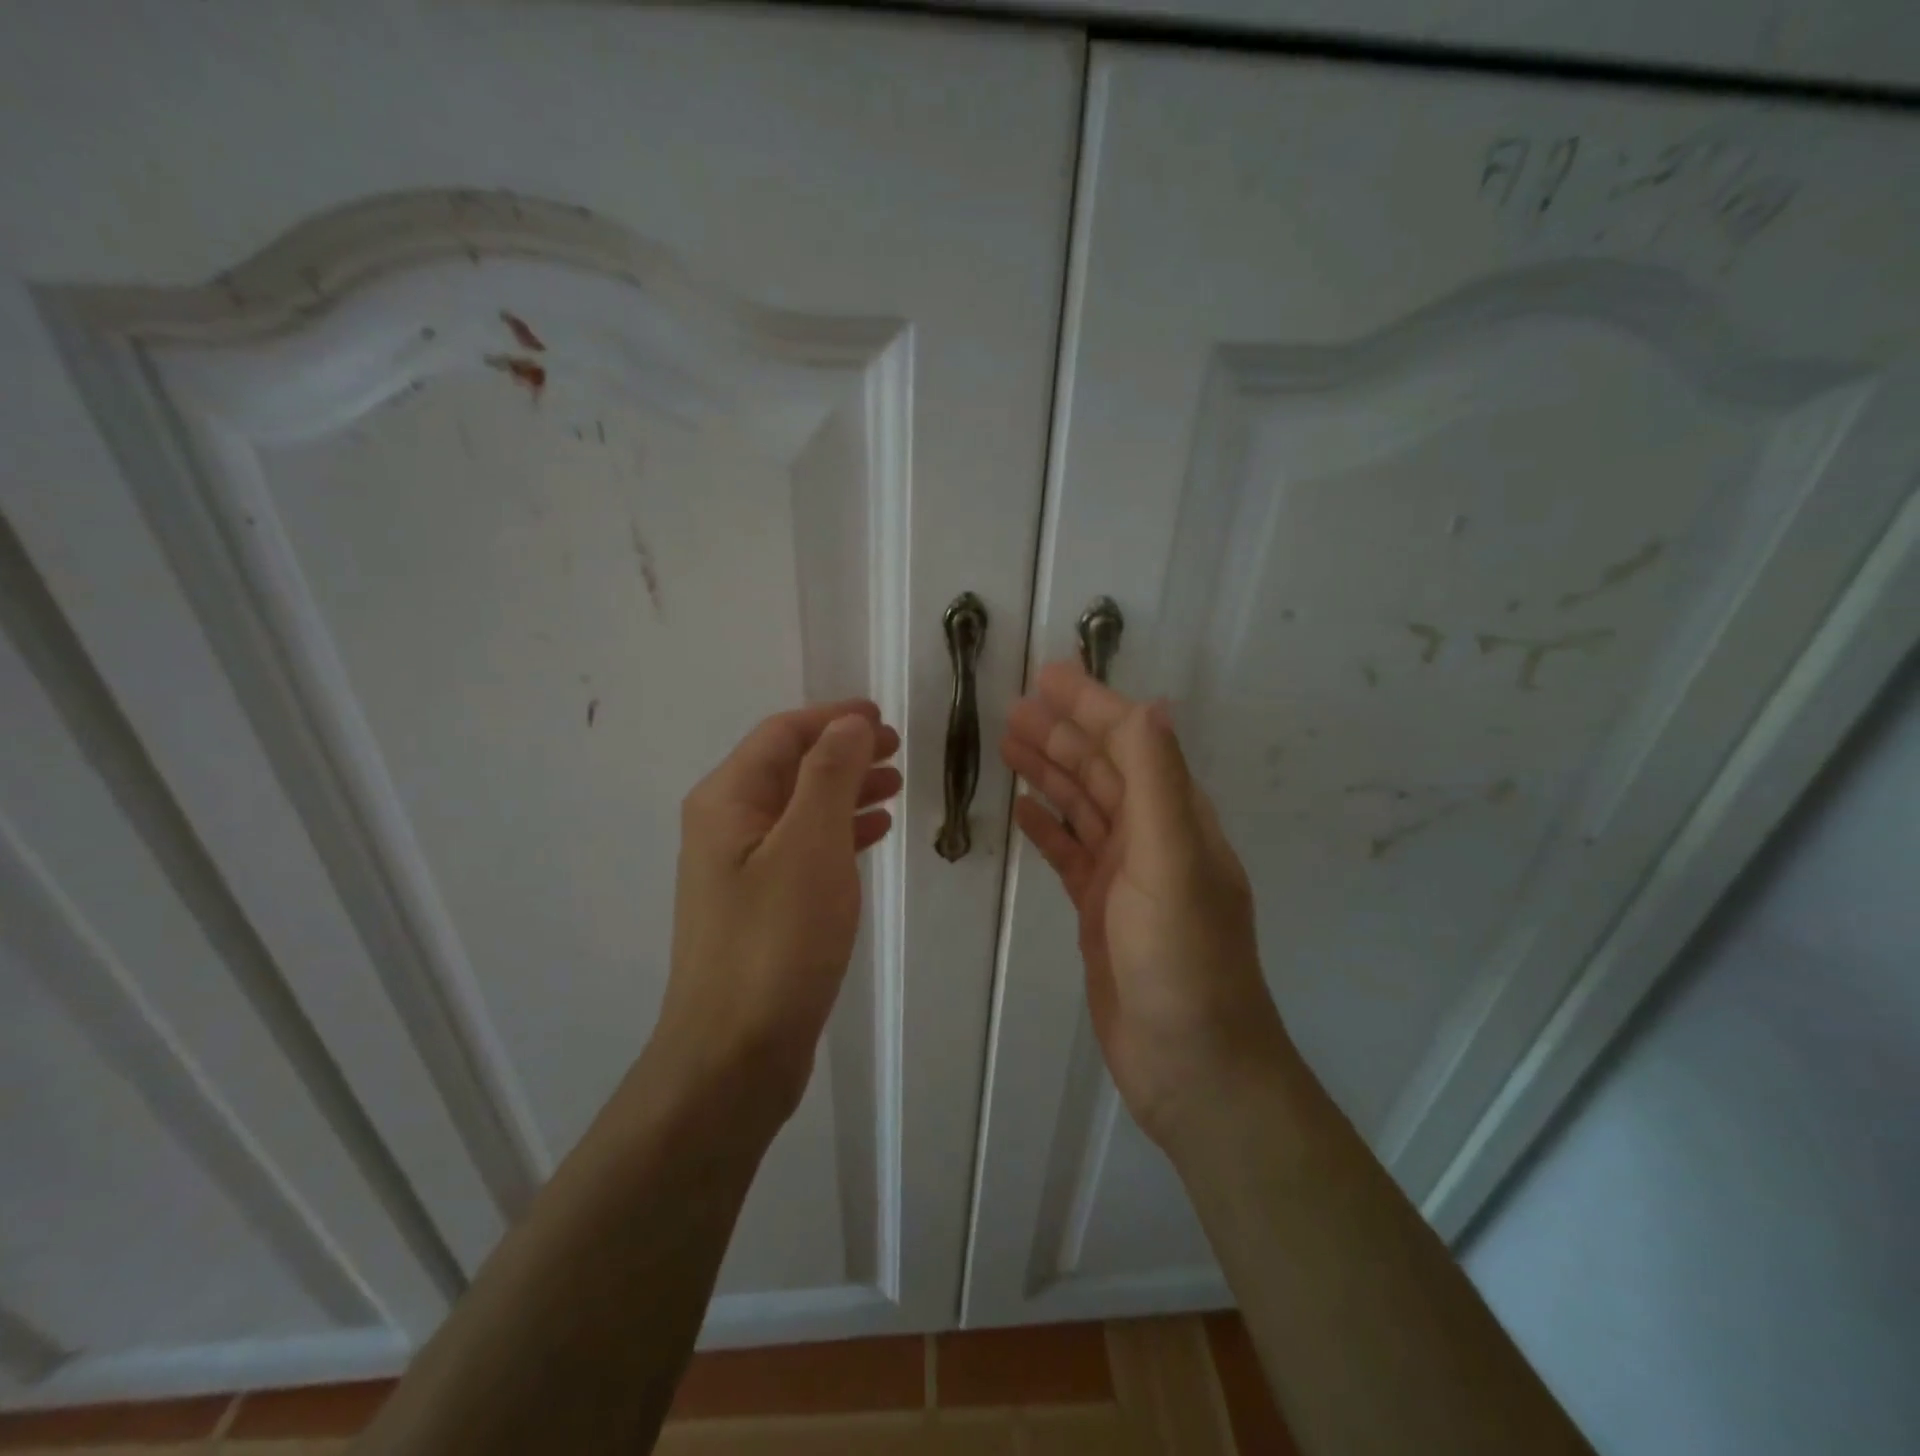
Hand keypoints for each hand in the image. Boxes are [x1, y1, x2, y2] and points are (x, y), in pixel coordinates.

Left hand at [654, 700, 901, 1124]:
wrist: (736, 1054)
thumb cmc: (776, 940)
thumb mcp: (810, 844)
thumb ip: (829, 775)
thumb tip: (848, 723)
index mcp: (727, 800)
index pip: (782, 734)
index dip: (833, 718)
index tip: (883, 717)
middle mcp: (725, 826)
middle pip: (790, 768)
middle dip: (844, 752)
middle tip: (897, 750)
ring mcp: (740, 870)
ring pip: (800, 809)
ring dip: (846, 790)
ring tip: (894, 787)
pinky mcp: (759, 907)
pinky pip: (803, 849)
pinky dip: (839, 832)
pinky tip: (872, 834)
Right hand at [1001, 662, 1288, 1146]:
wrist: (1189, 1065)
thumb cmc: (1181, 960)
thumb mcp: (1172, 861)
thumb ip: (1158, 782)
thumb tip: (1148, 704)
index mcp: (1176, 817)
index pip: (1130, 742)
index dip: (1091, 705)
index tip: (1049, 675)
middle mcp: (1153, 837)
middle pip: (1101, 770)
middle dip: (1061, 733)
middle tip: (1014, 706)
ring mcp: (1126, 876)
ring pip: (1082, 807)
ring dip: (1049, 772)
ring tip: (1008, 743)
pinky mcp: (1100, 910)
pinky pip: (1070, 853)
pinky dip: (1048, 826)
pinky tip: (1022, 809)